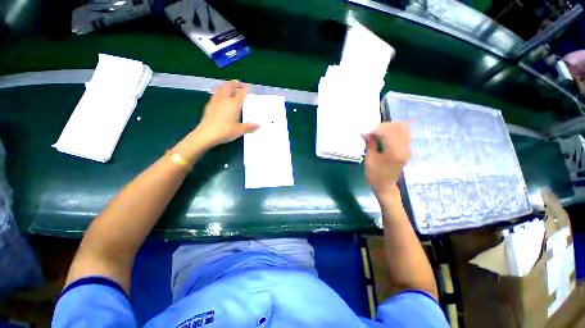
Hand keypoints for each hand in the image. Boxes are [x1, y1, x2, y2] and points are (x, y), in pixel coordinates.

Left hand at [193, 80, 258, 146]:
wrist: (207, 134)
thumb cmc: (225, 131)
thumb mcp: (240, 130)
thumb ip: (249, 127)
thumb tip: (259, 125)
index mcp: (234, 104)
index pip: (241, 93)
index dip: (245, 88)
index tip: (248, 85)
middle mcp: (225, 100)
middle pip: (229, 86)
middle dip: (234, 83)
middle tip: (239, 83)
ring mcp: (215, 101)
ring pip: (220, 88)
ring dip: (225, 85)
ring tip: (229, 87)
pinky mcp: (209, 105)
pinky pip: (215, 94)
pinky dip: (219, 91)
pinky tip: (220, 97)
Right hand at [364, 122, 410, 197]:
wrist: (385, 187)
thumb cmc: (375, 175)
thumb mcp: (369, 159)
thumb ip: (370, 144)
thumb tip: (368, 133)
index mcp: (394, 152)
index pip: (388, 131)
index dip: (376, 129)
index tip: (366, 132)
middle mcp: (404, 148)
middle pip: (399, 126)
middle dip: (384, 126)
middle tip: (373, 131)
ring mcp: (407, 149)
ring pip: (403, 128)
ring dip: (390, 128)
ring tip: (378, 133)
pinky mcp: (406, 150)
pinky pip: (403, 134)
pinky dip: (393, 132)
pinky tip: (383, 137)